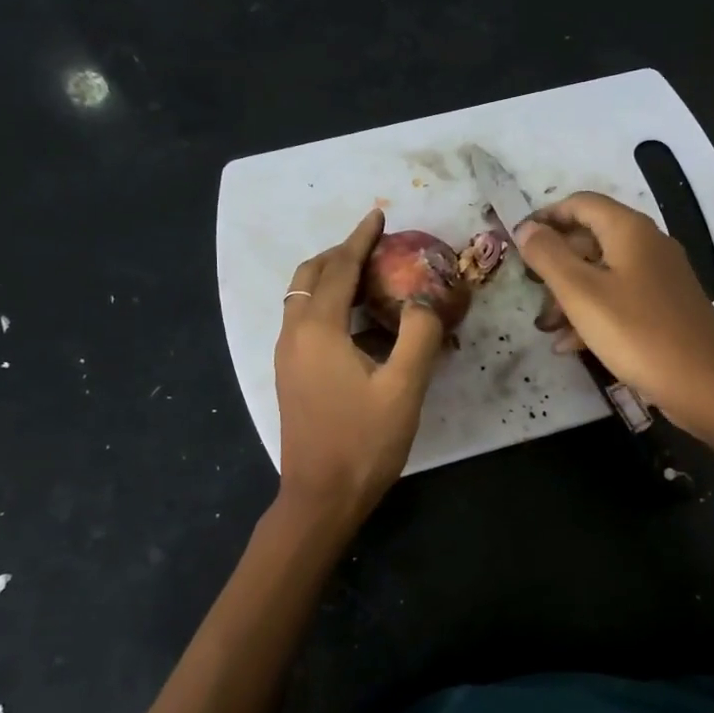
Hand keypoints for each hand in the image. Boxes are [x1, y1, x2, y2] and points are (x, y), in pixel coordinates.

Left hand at [275, 210, 443, 524]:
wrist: (321, 496)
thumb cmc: (364, 442)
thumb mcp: (404, 388)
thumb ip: (419, 335)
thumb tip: (425, 300)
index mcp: (317, 330)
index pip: (337, 269)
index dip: (359, 239)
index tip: (378, 215)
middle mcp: (294, 335)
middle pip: (310, 277)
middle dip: (341, 254)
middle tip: (376, 245)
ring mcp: (288, 357)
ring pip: (304, 299)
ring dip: (333, 279)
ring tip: (371, 276)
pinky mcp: (292, 375)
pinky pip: (306, 323)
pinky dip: (330, 307)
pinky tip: (362, 324)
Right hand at [514, 192, 713, 437]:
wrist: (707, 384)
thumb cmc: (638, 333)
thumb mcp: (582, 294)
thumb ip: (549, 257)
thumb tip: (526, 228)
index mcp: (629, 231)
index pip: (580, 203)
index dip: (546, 217)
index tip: (517, 242)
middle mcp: (648, 246)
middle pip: (591, 238)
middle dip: (556, 263)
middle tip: (529, 290)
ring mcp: (660, 278)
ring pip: (604, 274)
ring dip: (570, 295)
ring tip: (546, 327)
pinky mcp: (665, 309)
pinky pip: (620, 300)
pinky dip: (594, 314)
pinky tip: (571, 345)